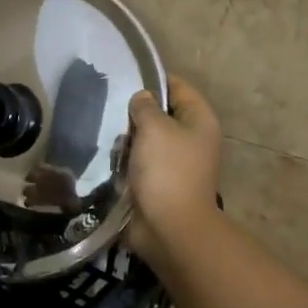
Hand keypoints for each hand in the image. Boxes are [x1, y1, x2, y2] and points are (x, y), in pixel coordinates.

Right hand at [125, 77, 223, 268]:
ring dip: (127, 140)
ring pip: (146, 139)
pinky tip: (109, 159)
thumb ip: (145, 106)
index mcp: (199, 120)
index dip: (152, 80)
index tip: (123, 79)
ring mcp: (175, 162)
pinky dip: (125, 161)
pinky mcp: (159, 182)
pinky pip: (139, 162)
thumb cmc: (167, 170)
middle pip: (160, 114)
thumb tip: (141, 99)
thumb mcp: (154, 128)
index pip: (176, 87)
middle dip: (135, 114)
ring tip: (108, 137)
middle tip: (110, 112)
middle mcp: (191, 138)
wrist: (169, 227)